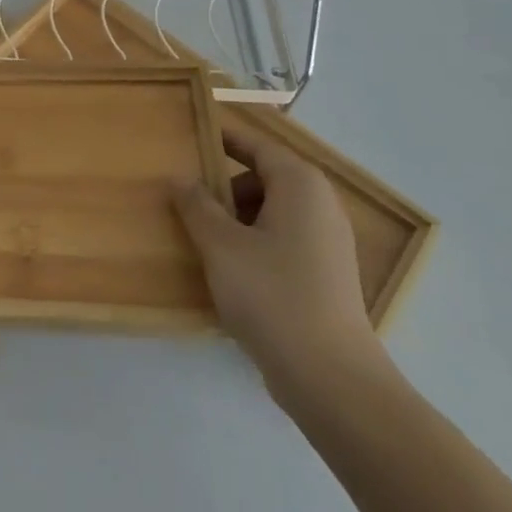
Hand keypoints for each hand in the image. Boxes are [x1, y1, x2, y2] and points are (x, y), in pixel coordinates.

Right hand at [170, 122, 380, 392]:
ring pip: (272, 210)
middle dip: (224, 184)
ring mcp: (327, 242)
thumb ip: (196, 204)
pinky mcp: (325, 273)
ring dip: (236, 215)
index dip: (223, 138)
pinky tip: (227, 267)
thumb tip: (180, 177)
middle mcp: (320, 205)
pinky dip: (253, 240)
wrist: (331, 377)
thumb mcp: (220, 244)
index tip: (190, 134)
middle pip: (264, 177)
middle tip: (185, 195)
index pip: (256, 144)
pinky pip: (282, 238)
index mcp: (299, 185)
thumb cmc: (272, 294)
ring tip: (200, 234)